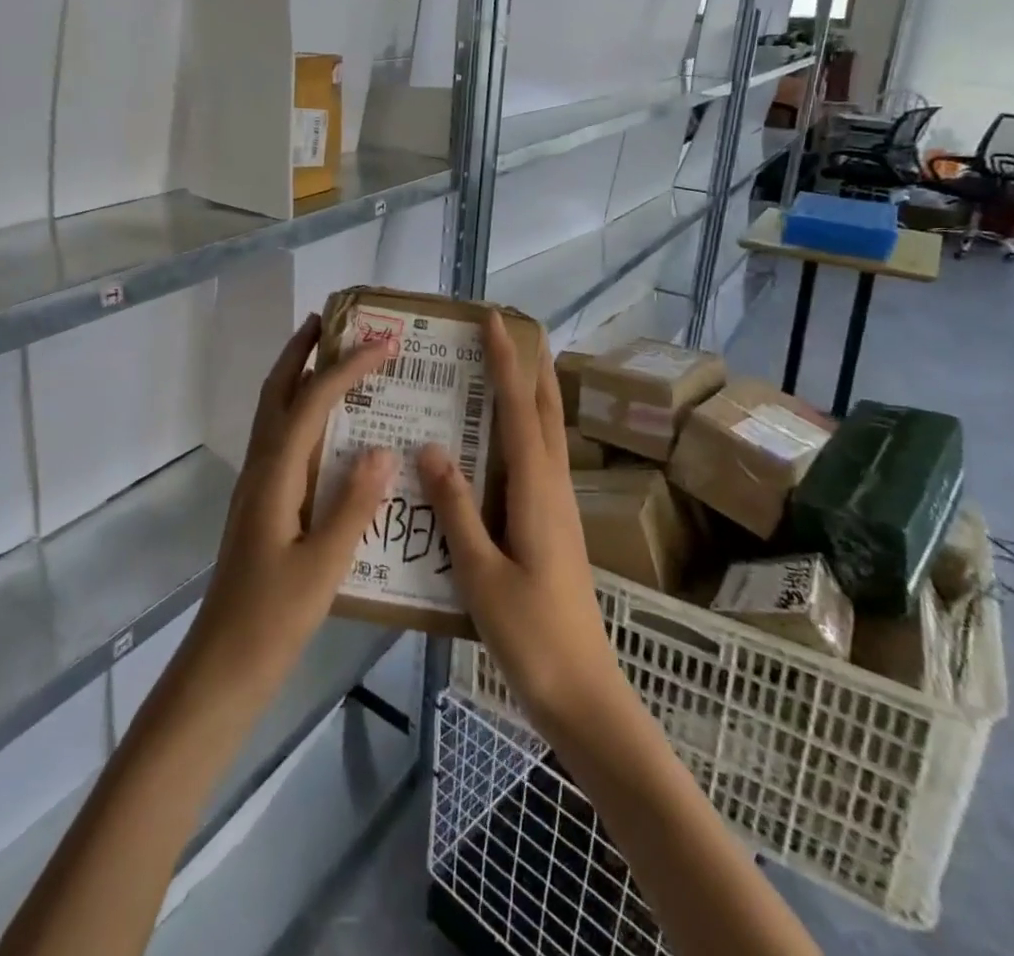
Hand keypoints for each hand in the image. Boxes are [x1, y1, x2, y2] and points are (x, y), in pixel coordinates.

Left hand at [188, 314, 397, 689]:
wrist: (223, 663)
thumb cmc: (273, 618)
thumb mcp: (324, 565)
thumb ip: (353, 504)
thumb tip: (383, 448)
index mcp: (276, 474)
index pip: (312, 401)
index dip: (347, 367)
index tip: (384, 343)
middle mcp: (261, 467)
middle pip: (277, 391)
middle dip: (302, 350)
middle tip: (331, 320)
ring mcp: (257, 484)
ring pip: (274, 412)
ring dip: (298, 375)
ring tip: (331, 356)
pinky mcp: (261, 502)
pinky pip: (281, 439)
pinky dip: (300, 411)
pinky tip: (329, 429)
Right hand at [419, 313, 626, 740]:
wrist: (583, 694)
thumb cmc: (530, 635)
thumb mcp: (481, 572)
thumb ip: (456, 507)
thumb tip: (431, 446)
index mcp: (536, 491)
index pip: (521, 409)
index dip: (507, 362)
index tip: (495, 320)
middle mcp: (553, 487)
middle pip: (547, 412)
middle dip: (529, 367)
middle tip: (504, 333)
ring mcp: (559, 507)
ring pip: (547, 434)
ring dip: (530, 395)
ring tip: (499, 371)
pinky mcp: (555, 526)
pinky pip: (539, 460)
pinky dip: (523, 431)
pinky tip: (498, 442)